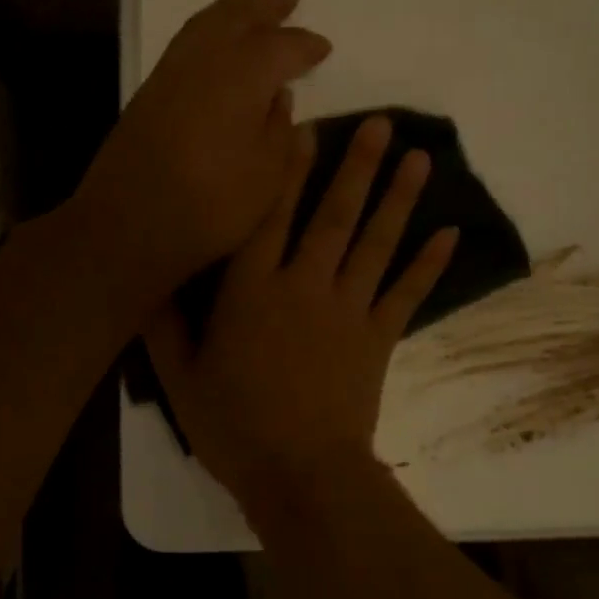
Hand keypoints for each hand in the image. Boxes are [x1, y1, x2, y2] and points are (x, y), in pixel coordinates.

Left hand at [77, 0, 330, 299]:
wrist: (130, 223)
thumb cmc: (211, 205)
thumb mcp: (267, 176)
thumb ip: (279, 130)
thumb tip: (279, 98)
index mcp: (243, 76)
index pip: (282, 47)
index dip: (305, 45)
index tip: (323, 47)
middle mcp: (206, 60)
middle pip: (239, 16)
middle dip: (267, 6)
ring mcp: (172, 72)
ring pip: (206, 22)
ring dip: (232, 8)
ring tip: (250, 1)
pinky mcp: (150, 90)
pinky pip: (186, 40)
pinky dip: (206, 27)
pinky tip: (213, 40)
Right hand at [145, 115, 457, 506]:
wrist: (300, 475)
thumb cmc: (234, 426)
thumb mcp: (180, 377)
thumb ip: (163, 323)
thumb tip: (148, 276)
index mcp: (252, 289)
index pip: (270, 215)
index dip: (286, 168)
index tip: (305, 125)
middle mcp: (304, 285)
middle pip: (333, 215)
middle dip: (356, 166)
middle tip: (382, 123)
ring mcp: (348, 310)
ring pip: (376, 243)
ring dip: (398, 198)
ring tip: (420, 157)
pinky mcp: (379, 339)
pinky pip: (407, 294)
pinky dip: (429, 265)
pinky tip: (450, 233)